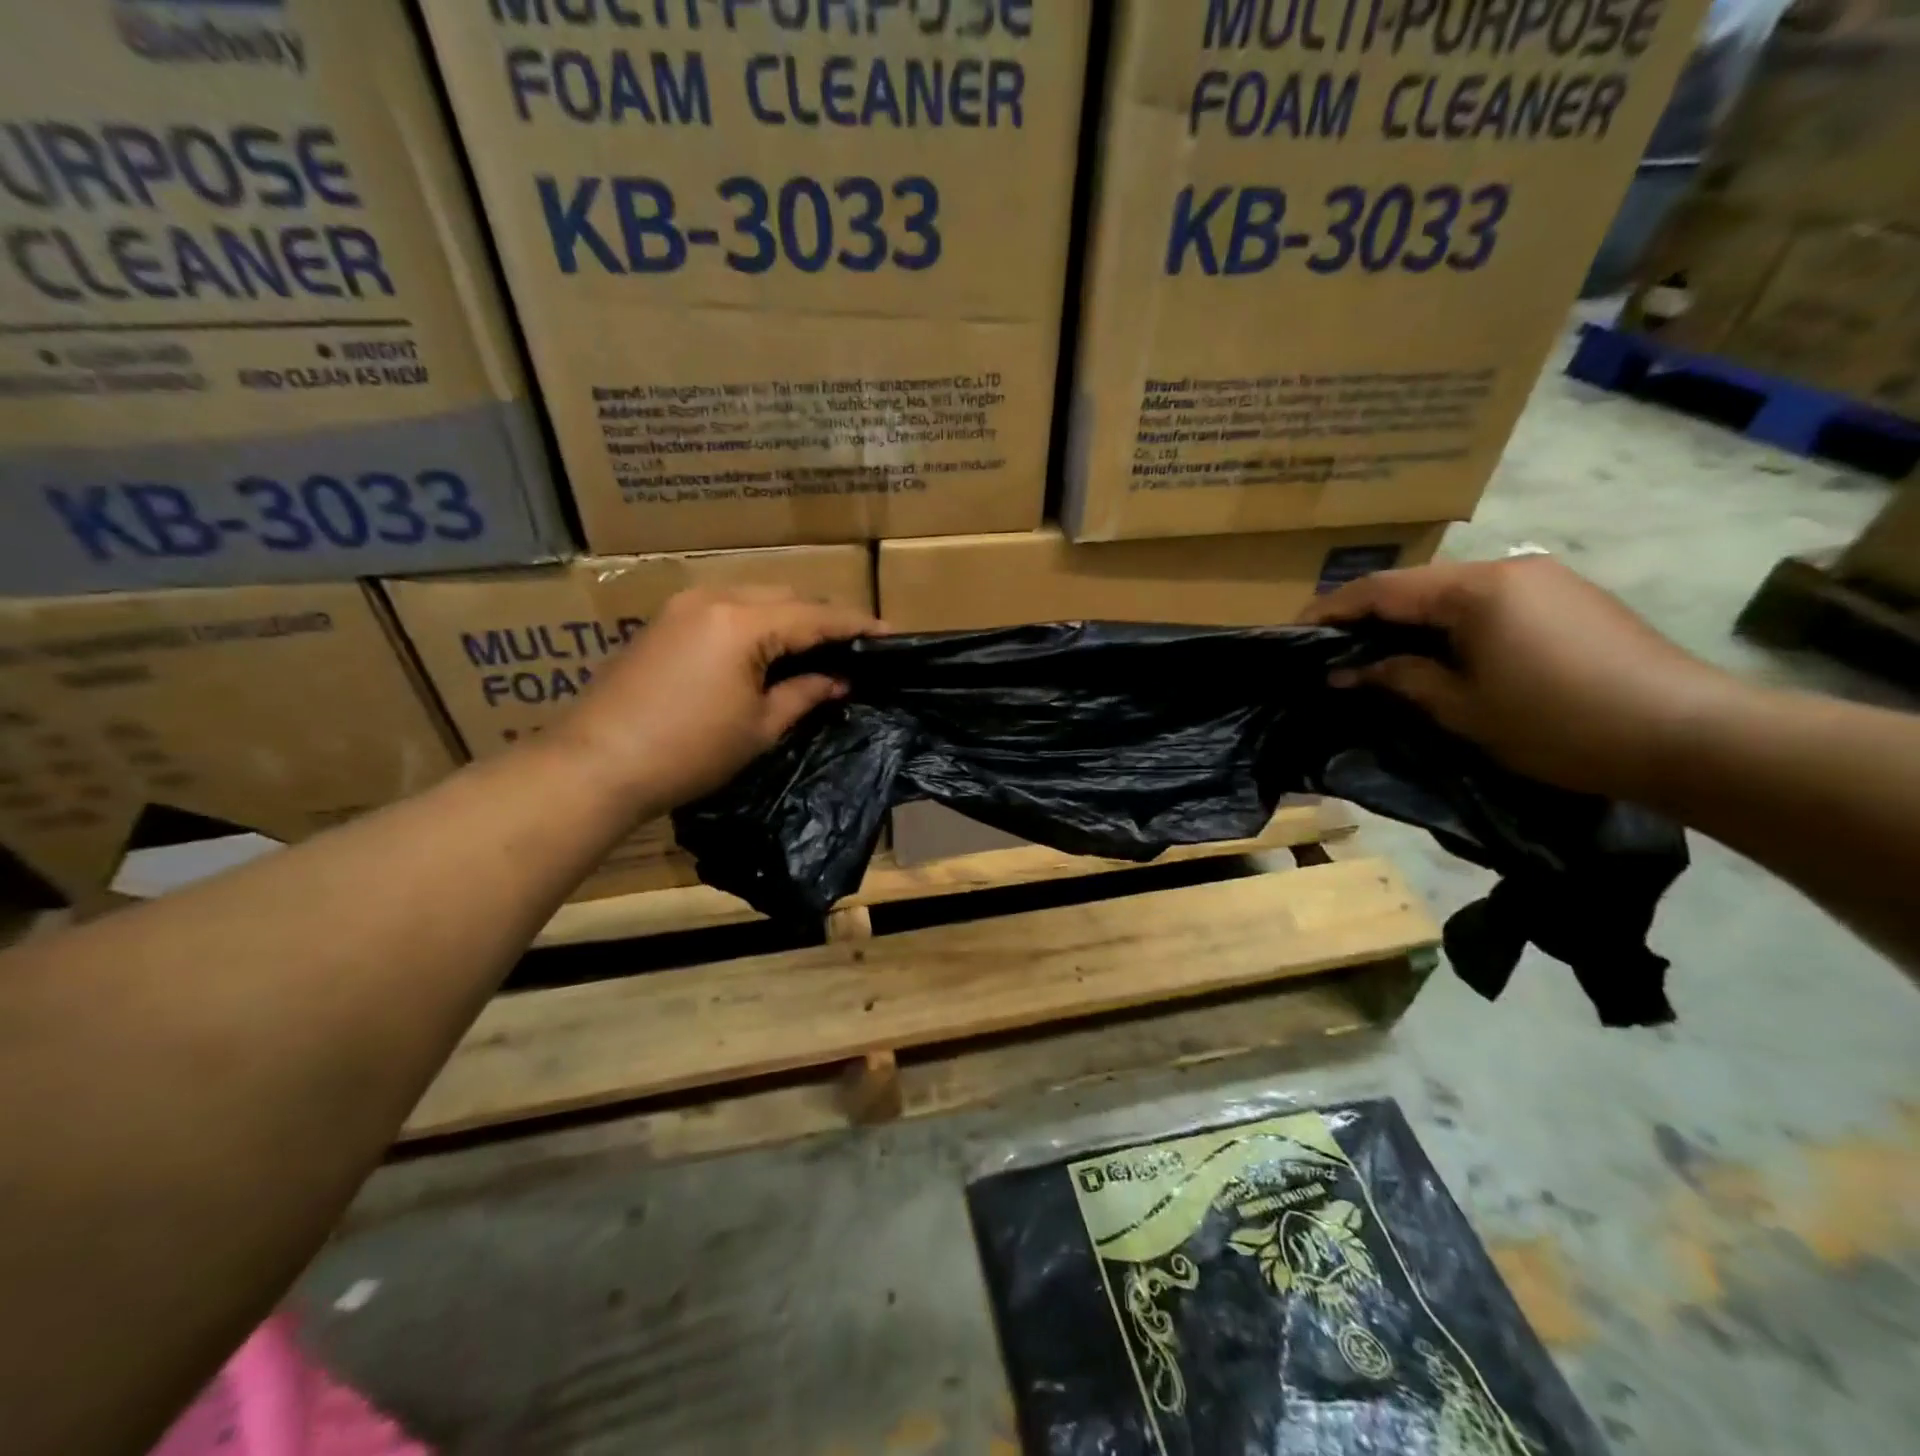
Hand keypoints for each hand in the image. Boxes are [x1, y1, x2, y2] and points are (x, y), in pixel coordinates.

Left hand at [550, 586, 881, 813]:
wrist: (596, 764)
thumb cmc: (688, 751)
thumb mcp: (759, 727)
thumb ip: (805, 694)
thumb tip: (838, 679)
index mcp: (744, 622)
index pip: (816, 615)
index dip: (856, 625)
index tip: (890, 634)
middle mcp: (715, 598)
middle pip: (787, 596)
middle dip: (823, 616)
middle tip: (853, 645)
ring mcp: (684, 605)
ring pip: (755, 597)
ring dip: (789, 616)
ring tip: (815, 647)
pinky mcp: (665, 620)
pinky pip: (726, 608)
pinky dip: (756, 621)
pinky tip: (768, 648)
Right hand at [1304, 556, 1745, 800]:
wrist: (1689, 735)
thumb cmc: (1558, 723)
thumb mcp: (1463, 707)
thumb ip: (1400, 679)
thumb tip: (1346, 671)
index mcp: (1476, 589)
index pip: (1383, 589)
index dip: (1333, 608)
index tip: (1295, 630)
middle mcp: (1508, 570)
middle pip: (1417, 585)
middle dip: (1370, 614)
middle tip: (1332, 647)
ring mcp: (1544, 581)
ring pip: (1452, 594)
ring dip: (1410, 620)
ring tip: (1376, 653)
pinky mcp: (1569, 600)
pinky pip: (1488, 604)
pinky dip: (1450, 625)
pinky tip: (1438, 653)